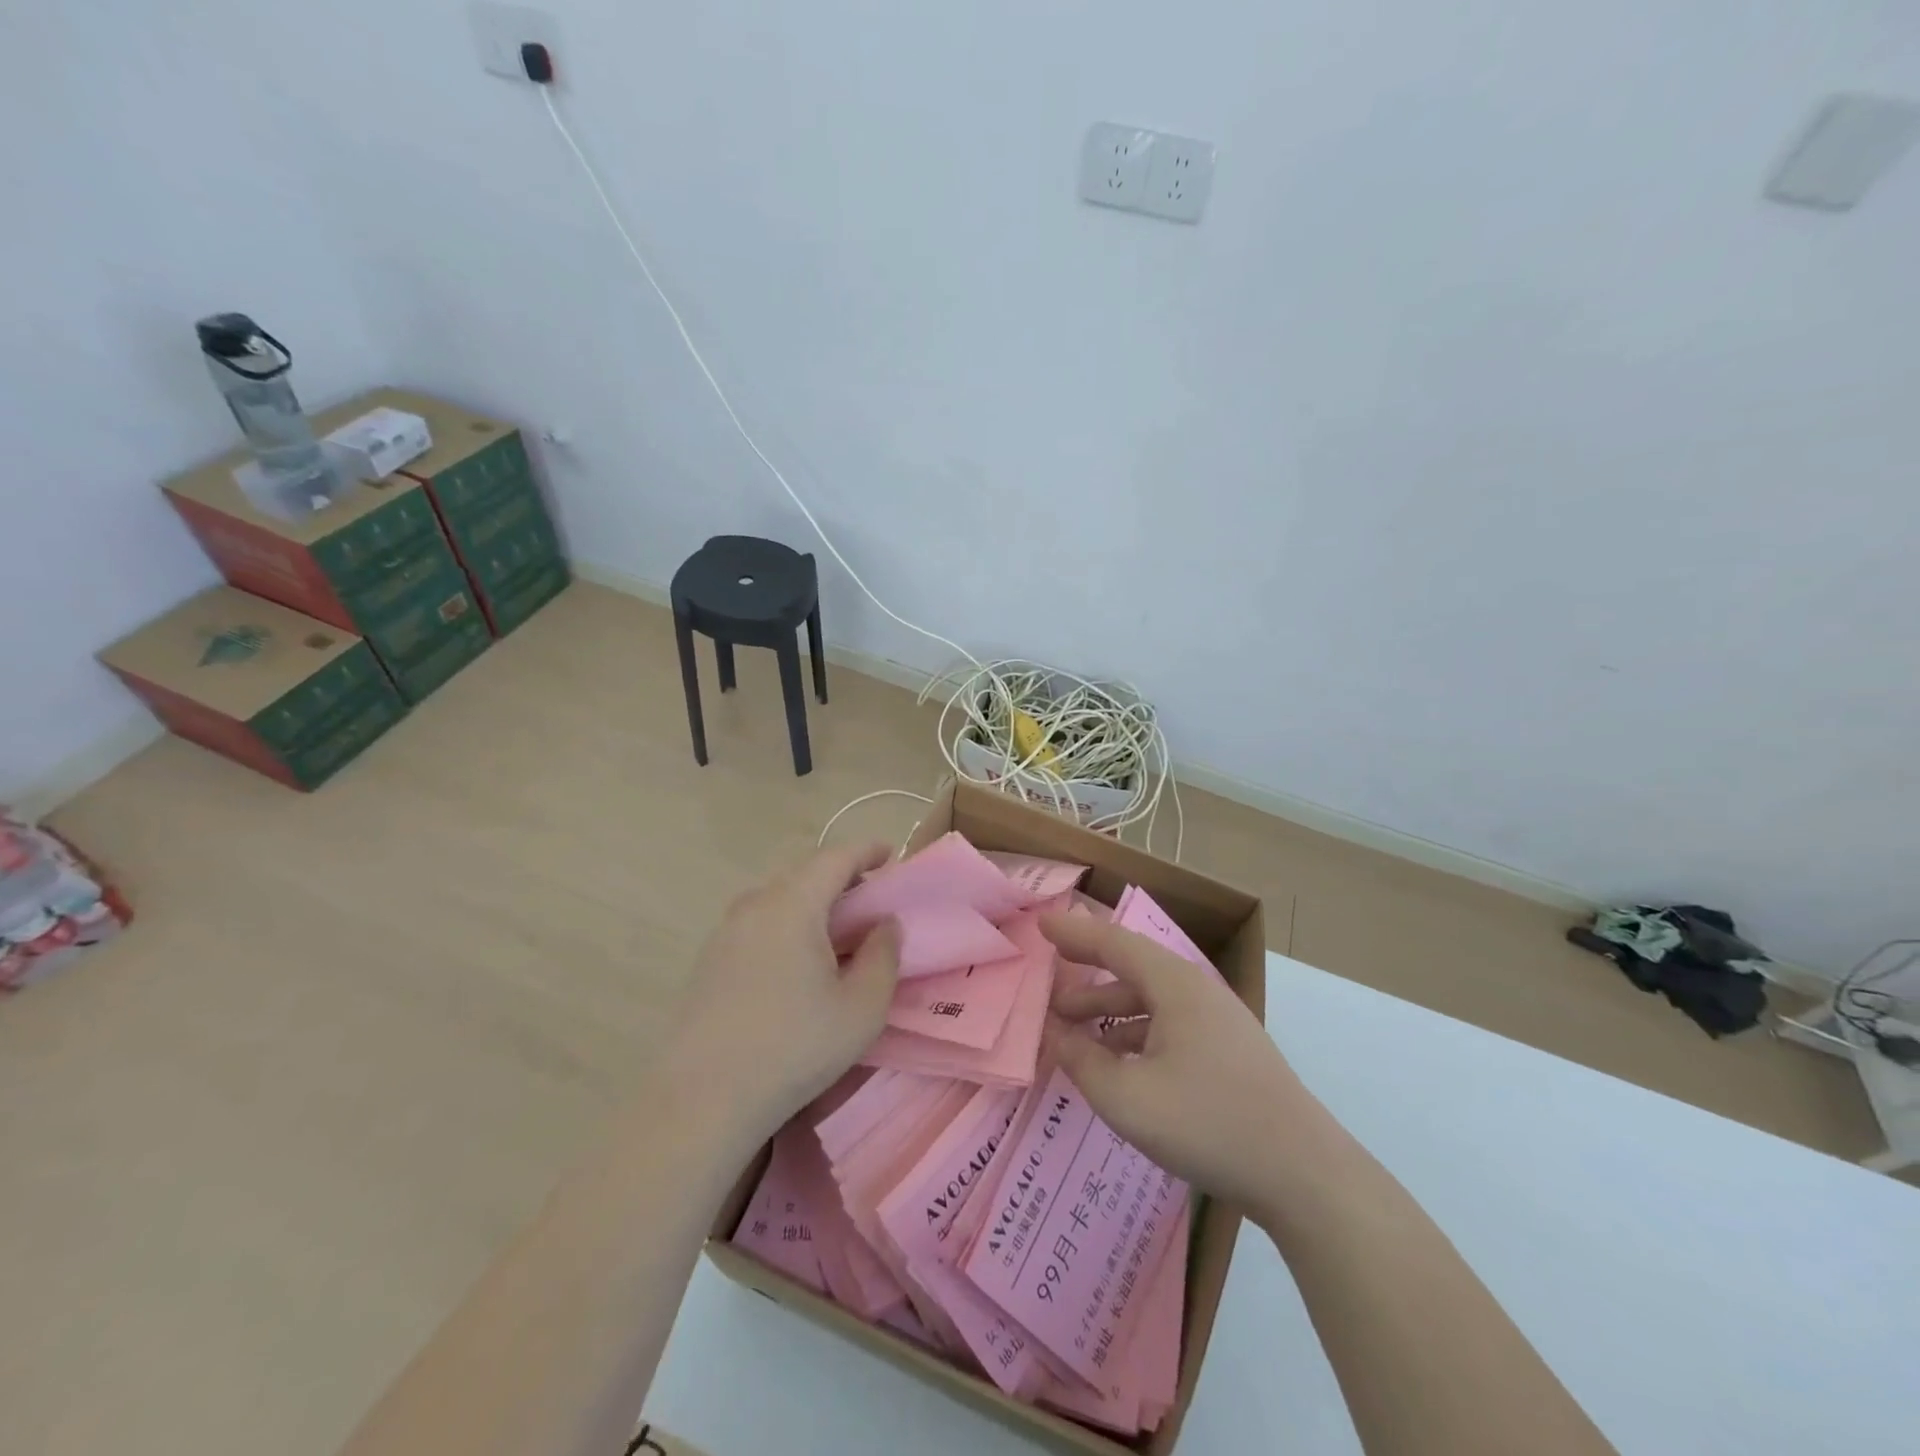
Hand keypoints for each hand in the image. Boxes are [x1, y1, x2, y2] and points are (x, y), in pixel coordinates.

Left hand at [674, 841, 900, 1141]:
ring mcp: (725, 931)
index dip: (866, 851)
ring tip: (837, 931)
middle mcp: (754, 905)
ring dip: (812, 902)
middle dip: (841, 877)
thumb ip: (883, 956)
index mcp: (793, 905)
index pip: (835, 858)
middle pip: (804, 873)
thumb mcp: (862, 1007)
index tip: (890, 853)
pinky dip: (787, 923)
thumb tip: (885, 924)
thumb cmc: (794, 1047)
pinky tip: (797, 961)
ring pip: (778, 898)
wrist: (701, 1099)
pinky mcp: (709, 960)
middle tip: (869, 900)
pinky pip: (758, 922)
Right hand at [1040, 912, 1332, 1216]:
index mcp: (1175, 985)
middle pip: (1133, 968)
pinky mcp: (1228, 1053)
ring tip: (1072, 1031)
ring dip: (1108, 1010)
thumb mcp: (1128, 1098)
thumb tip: (1054, 1033)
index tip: (1041, 923)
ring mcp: (1218, 1022)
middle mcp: (1197, 991)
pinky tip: (1118, 1063)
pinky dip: (1134, 1034)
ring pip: (1151, 1001)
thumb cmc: (1209, 1124)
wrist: (1304, 1176)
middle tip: (1048, 988)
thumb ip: (1082, 1061)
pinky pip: (1168, 1026)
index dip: (1075, 932)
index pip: (1114, 943)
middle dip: (1087, 976)